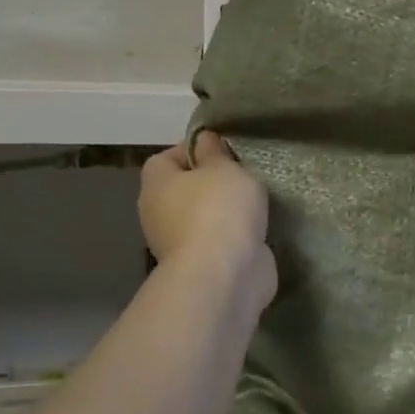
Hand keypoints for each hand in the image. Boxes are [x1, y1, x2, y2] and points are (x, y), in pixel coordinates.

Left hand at [140, 132, 275, 311]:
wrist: (225, 274)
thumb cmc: (219, 210)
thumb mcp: (224, 168)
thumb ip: (215, 152)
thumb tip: (203, 139)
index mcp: (157, 184)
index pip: (167, 157)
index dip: (194, 150)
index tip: (225, 151)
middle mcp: (159, 213)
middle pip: (185, 188)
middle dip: (213, 182)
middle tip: (244, 175)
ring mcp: (178, 243)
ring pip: (203, 216)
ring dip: (225, 211)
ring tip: (257, 201)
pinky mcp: (201, 265)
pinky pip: (218, 240)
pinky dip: (234, 235)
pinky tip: (257, 228)